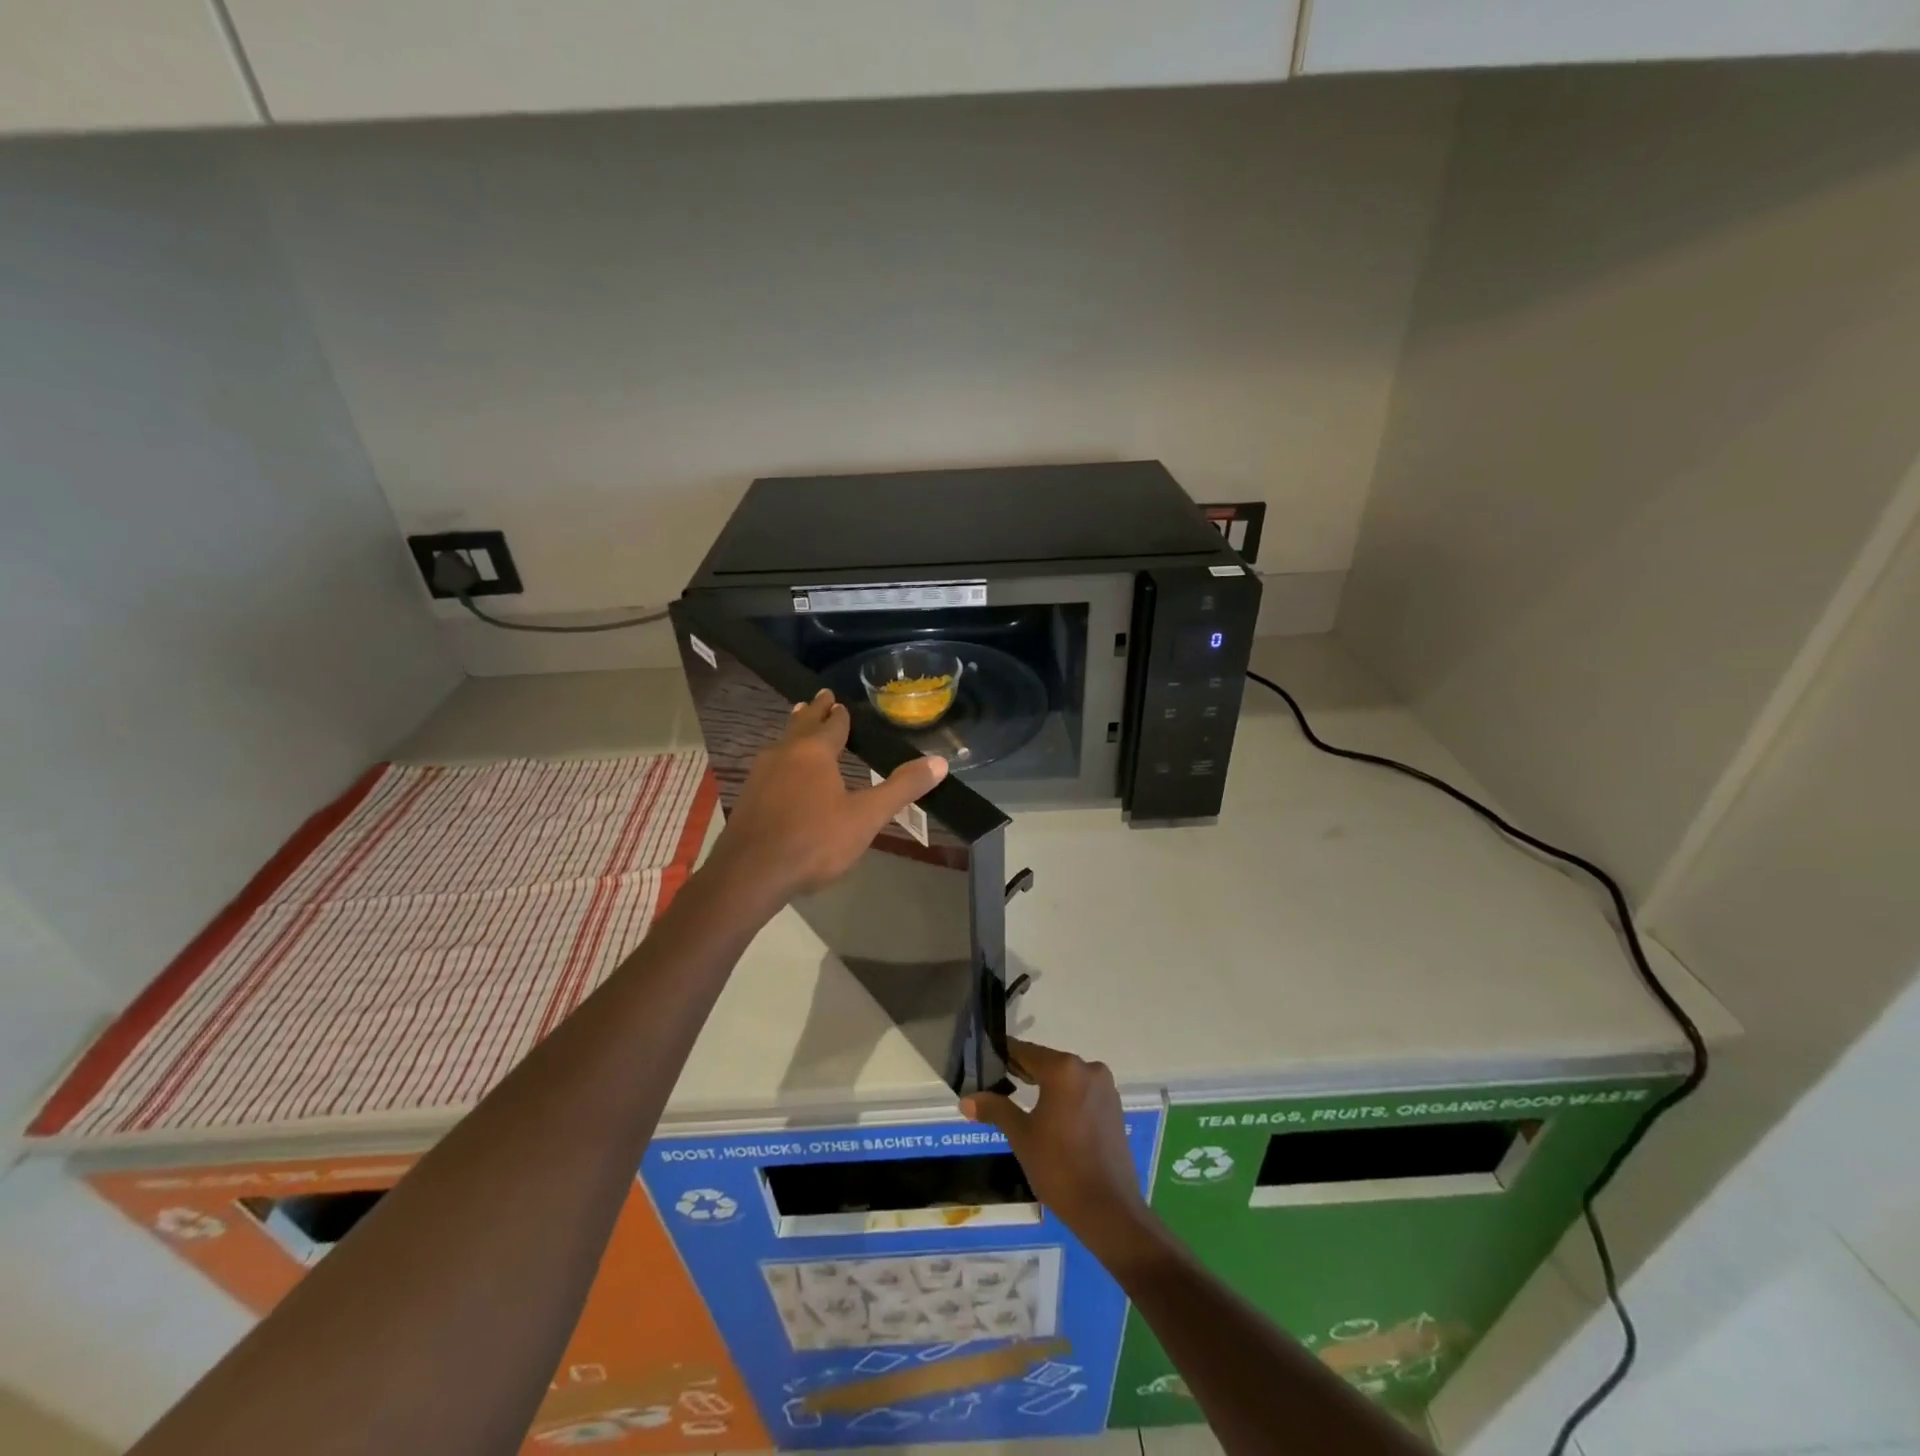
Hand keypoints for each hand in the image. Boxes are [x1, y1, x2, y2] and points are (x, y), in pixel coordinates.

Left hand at [707, 689, 947, 905]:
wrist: (751, 873)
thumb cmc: (814, 841)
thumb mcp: (866, 817)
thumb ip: (901, 788)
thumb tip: (940, 762)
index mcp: (815, 752)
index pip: (832, 724)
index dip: (839, 715)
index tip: (840, 702)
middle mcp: (785, 754)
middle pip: (801, 725)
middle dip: (813, 711)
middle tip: (820, 697)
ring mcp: (761, 774)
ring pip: (781, 743)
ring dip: (794, 731)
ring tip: (799, 724)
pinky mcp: (748, 797)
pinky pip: (769, 766)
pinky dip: (781, 758)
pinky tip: (780, 772)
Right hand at [961, 1039, 1156, 1266]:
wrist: (1109, 1210)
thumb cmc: (1059, 1168)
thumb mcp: (1021, 1136)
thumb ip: (995, 1109)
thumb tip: (967, 1100)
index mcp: (1064, 1069)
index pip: (1025, 1052)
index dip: (1003, 1056)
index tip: (984, 1062)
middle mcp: (1088, 1069)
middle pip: (1047, 1063)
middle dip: (1022, 1072)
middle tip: (996, 1084)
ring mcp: (1105, 1088)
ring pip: (1066, 1078)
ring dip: (1045, 1086)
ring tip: (1019, 1101)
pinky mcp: (1114, 1107)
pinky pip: (1082, 1092)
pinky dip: (1064, 1098)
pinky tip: (1050, 1117)